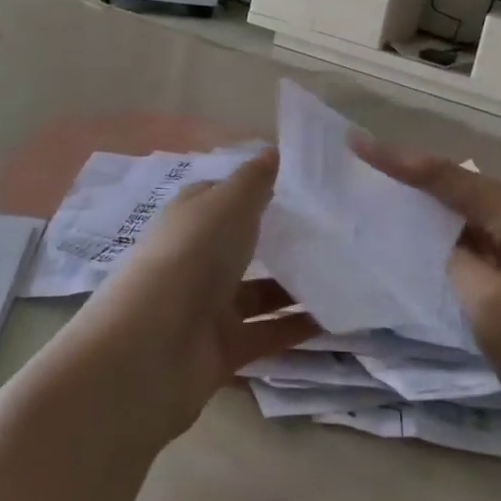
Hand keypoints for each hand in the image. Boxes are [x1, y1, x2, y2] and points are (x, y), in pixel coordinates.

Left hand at [67, 149, 315, 439]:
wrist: (153, 349)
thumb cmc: (192, 258)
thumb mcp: (227, 205)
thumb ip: (254, 181)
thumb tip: (272, 151)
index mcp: (190, 220)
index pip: (224, 198)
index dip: (258, 190)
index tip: (304, 188)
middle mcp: (196, 260)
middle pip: (243, 246)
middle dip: (283, 240)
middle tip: (336, 232)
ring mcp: (208, 307)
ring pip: (260, 292)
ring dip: (297, 285)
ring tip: (347, 274)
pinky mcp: (224, 348)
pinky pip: (268, 333)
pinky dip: (297, 327)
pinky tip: (337, 317)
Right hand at [355, 142, 500, 449]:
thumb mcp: (492, 311)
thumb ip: (457, 262)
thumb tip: (447, 244)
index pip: (447, 177)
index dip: (397, 160)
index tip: (354, 142)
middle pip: (461, 185)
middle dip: (412, 175)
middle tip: (362, 166)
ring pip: (473, 213)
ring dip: (431, 207)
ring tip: (382, 197)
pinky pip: (486, 241)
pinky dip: (453, 238)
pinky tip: (427, 245)